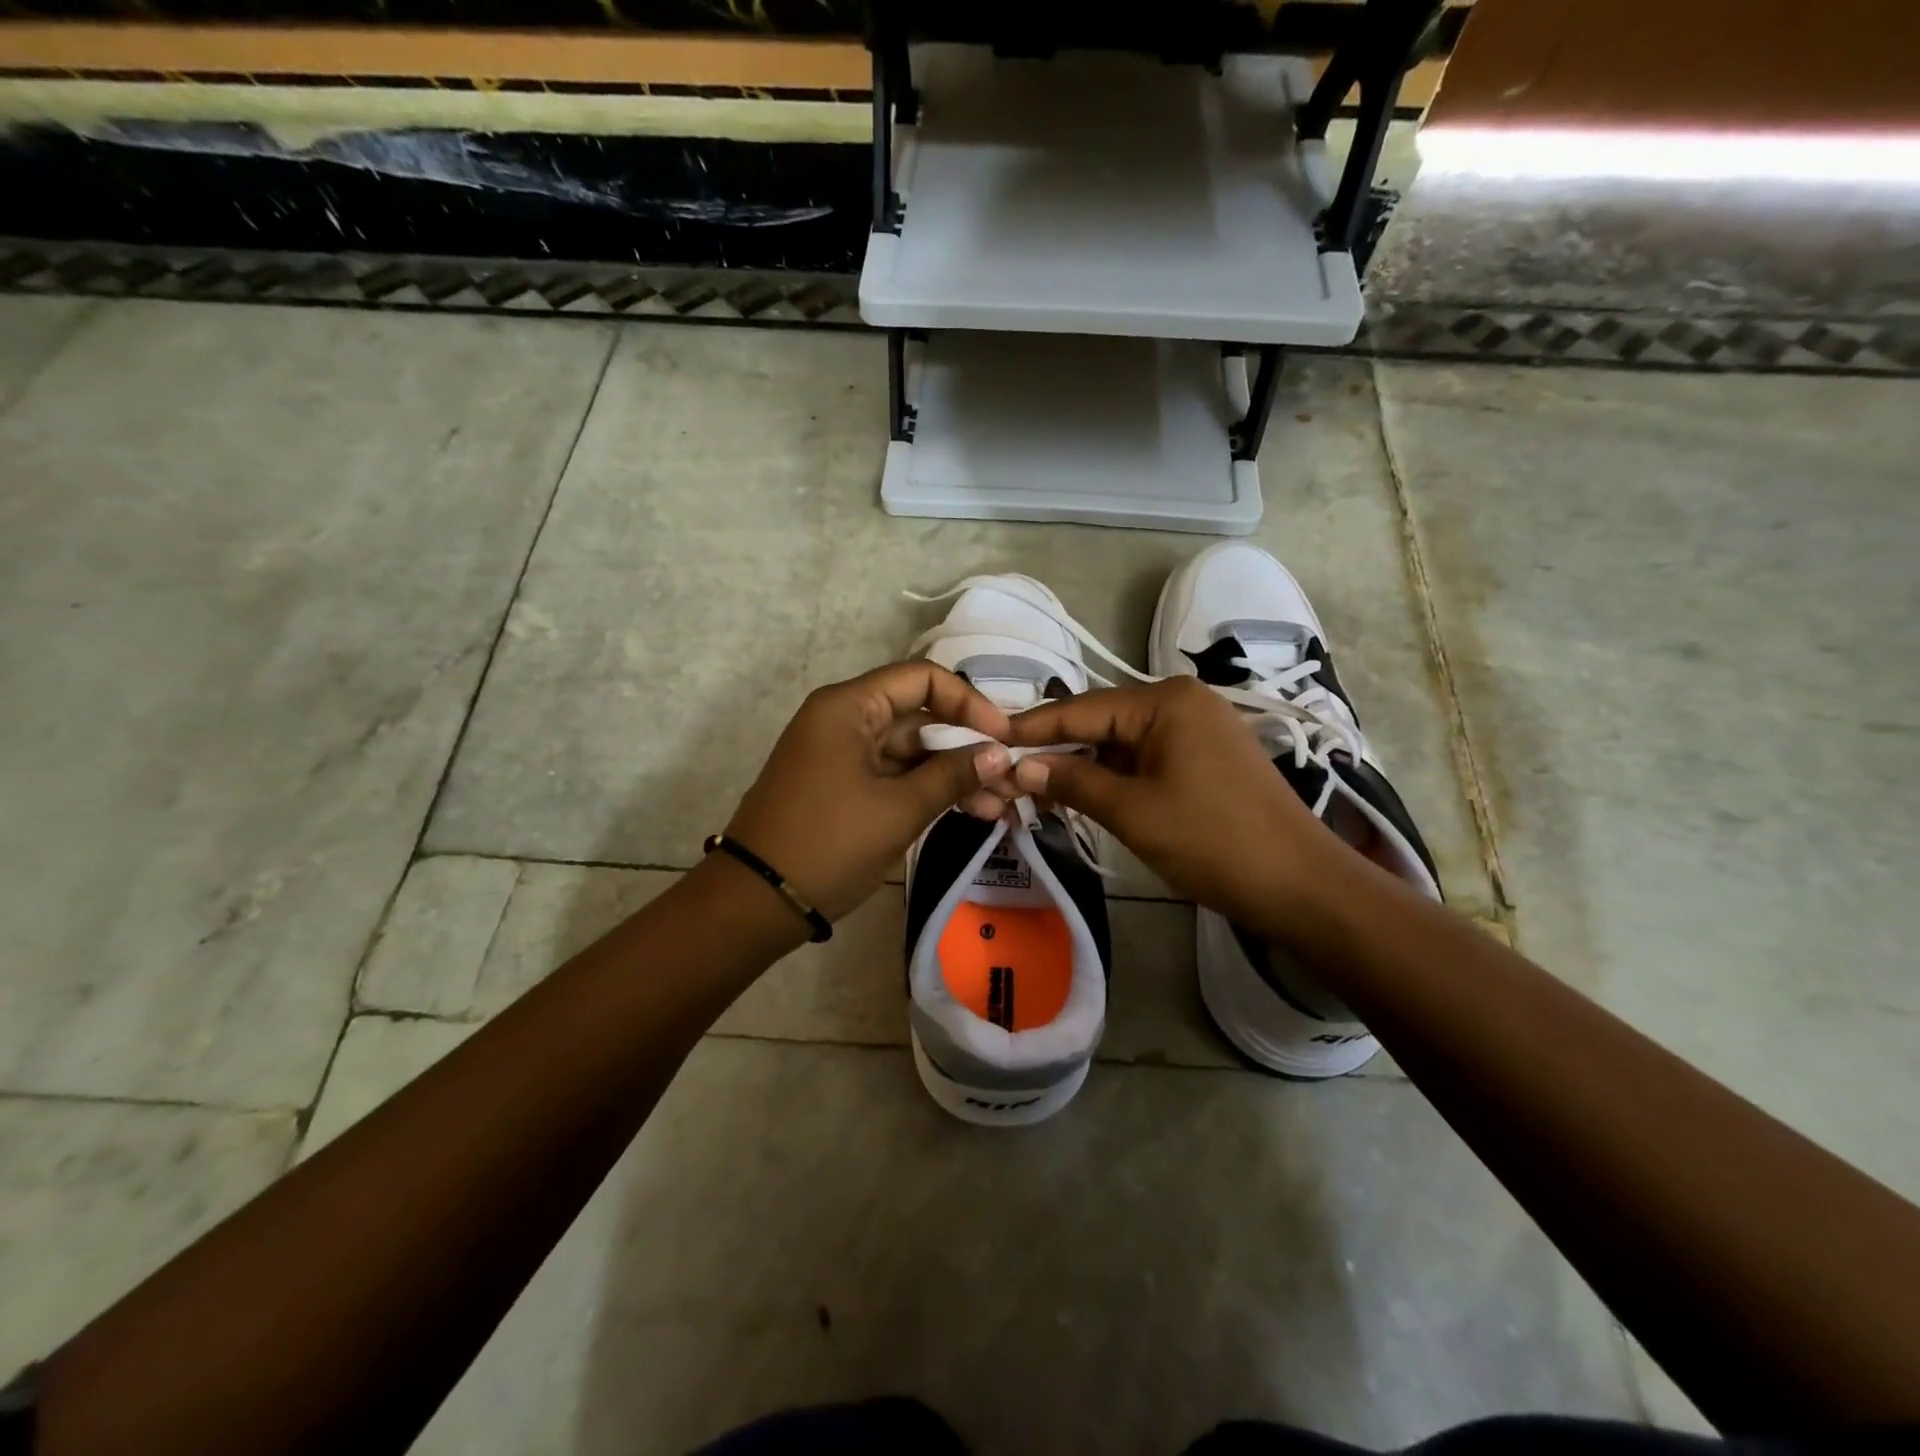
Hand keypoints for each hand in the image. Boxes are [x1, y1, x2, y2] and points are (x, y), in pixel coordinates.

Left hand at [724, 662, 1015, 921]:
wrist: (756, 902)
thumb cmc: (829, 843)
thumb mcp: (899, 809)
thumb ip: (952, 775)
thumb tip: (1000, 753)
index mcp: (849, 707)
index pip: (922, 679)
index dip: (969, 703)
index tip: (1004, 737)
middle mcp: (844, 719)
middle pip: (919, 716)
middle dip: (967, 746)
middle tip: (1011, 778)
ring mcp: (843, 755)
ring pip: (910, 751)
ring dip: (952, 774)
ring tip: (999, 805)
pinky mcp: (843, 786)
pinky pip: (894, 776)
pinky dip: (927, 790)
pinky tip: (968, 811)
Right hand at [1004, 677, 1340, 930]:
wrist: (1300, 884)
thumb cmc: (1213, 842)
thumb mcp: (1132, 811)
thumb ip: (1073, 780)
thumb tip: (1019, 765)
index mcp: (1165, 701)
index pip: (1081, 708)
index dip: (1032, 727)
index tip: (987, 738)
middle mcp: (1181, 701)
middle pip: (1100, 722)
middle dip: (1056, 751)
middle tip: (1007, 774)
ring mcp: (1196, 728)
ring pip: (1120, 742)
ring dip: (1082, 767)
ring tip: (1036, 792)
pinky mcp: (1204, 756)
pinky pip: (1144, 758)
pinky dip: (1113, 777)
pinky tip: (1082, 795)